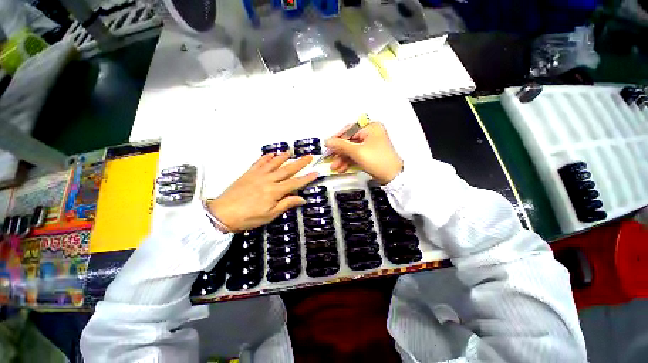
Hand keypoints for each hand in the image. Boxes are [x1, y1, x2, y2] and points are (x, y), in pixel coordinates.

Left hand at [208, 153, 317, 231]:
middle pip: (287, 170)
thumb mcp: (270, 215)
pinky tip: (270, 153)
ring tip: (290, 151)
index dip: (307, 178)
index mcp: (275, 191)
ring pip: (273, 163)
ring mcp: (257, 175)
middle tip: (309, 157)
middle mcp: (268, 180)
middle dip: (300, 163)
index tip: (316, 172)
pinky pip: (259, 162)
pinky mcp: (248, 173)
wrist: (222, 214)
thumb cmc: (248, 218)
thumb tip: (302, 199)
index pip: (295, 183)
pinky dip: (265, 157)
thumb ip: (286, 204)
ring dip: (283, 157)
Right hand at [325, 122, 402, 184]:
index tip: (328, 145)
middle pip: (349, 141)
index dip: (337, 138)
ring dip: (342, 159)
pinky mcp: (369, 154)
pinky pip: (356, 155)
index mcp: (371, 127)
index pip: (349, 130)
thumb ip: (340, 145)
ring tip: (335, 167)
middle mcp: (371, 134)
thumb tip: (328, 141)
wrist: (393, 177)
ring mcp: (370, 144)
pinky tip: (342, 168)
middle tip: (329, 158)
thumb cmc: (379, 161)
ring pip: (352, 150)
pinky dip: (349, 161)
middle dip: (339, 152)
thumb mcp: (357, 152)